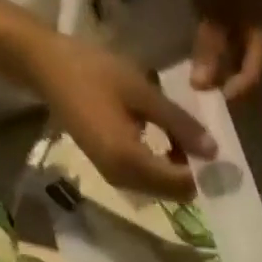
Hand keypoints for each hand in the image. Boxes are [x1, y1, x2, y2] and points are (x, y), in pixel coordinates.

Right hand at [22, 34, 215, 197]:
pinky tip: (166, 142)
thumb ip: (179, 123)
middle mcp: (126, 182)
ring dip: (178, 171)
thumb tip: (213, 151)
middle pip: (175, 194)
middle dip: (192, 174)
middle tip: (200, 142)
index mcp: (132, 163)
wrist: (46, 68)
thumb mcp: (142, 92)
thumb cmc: (93, 71)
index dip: (203, 172)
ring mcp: (118, 181)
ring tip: (182, 137)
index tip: (216, 150)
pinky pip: (149, 183)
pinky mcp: (113, 174)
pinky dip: (163, 169)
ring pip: (163, 191)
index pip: (181, 184)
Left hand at [189, 0, 261, 98]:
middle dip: (236, 83)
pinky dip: (232, 54)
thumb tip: (200, 88)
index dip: (236, 91)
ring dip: (234, 69)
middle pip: (256, 72)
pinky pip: (246, 45)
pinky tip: (218, 55)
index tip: (218, 97)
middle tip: (218, 92)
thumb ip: (210, 52)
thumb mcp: (212, 15)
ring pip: (251, 60)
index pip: (254, 77)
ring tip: (215, 76)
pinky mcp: (255, 16)